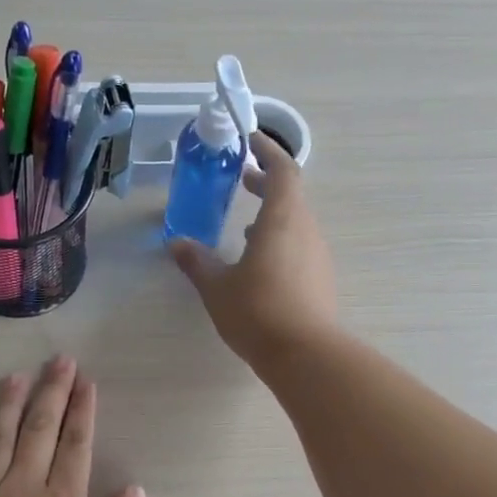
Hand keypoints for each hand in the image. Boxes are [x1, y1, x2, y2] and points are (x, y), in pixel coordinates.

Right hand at [169, 131, 337, 368]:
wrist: (305, 355)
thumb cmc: (258, 312)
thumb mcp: (217, 287)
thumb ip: (197, 262)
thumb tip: (176, 244)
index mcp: (282, 220)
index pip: (283, 170)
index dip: (268, 152)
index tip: (250, 141)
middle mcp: (306, 231)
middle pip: (291, 195)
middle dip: (267, 184)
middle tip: (242, 180)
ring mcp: (317, 256)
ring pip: (296, 223)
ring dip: (273, 217)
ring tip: (245, 227)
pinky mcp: (321, 280)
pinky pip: (300, 248)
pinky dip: (280, 242)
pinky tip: (260, 265)